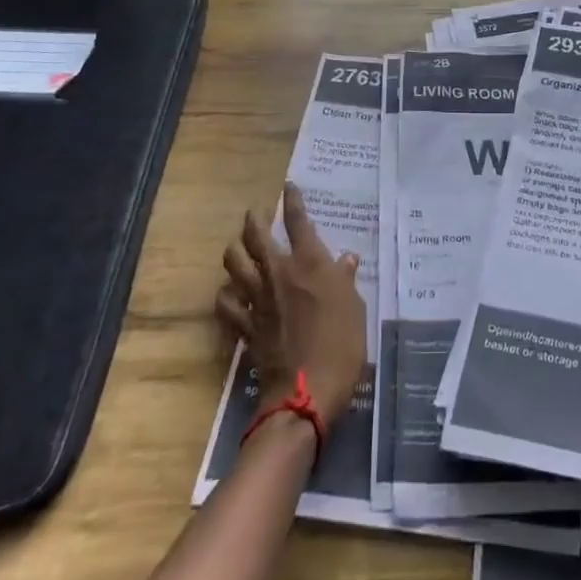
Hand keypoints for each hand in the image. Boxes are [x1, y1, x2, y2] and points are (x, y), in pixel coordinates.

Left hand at [217, 182, 367, 422]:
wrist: (306, 392)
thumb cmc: (341, 344)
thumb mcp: (355, 307)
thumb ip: (346, 280)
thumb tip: (346, 259)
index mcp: (310, 263)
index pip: (298, 221)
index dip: (293, 200)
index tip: (289, 187)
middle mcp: (280, 272)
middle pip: (257, 235)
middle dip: (253, 219)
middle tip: (255, 214)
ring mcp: (258, 299)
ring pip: (235, 263)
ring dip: (235, 251)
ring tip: (239, 248)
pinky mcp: (245, 326)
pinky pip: (226, 305)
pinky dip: (225, 296)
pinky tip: (229, 294)